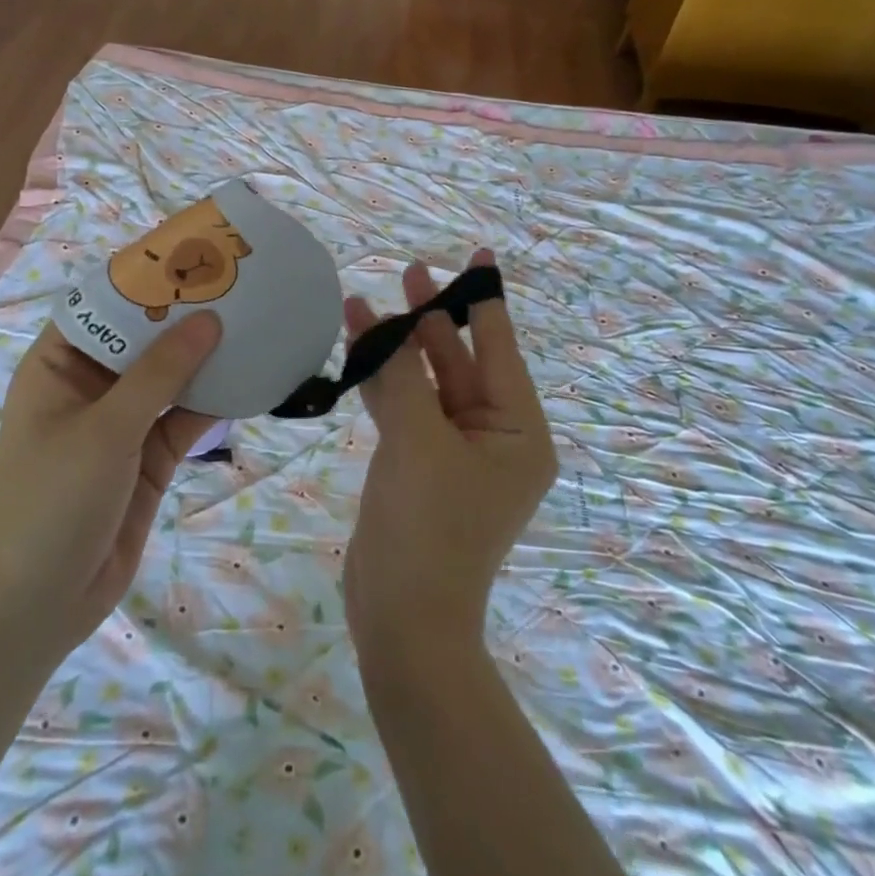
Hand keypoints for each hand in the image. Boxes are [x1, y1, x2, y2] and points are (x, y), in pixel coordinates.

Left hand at [0, 314, 220, 665]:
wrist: (41, 604)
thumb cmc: (53, 502)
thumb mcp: (106, 430)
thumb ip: (159, 374)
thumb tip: (209, 320)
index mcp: (57, 367)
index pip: (101, 306)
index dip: (143, 280)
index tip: (190, 256)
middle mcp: (90, 387)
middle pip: (142, 339)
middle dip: (184, 317)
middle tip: (235, 285)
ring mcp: (122, 423)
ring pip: (169, 377)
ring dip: (205, 357)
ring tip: (253, 320)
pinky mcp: (147, 456)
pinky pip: (184, 417)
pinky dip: (214, 401)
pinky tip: (251, 377)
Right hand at [343, 251, 556, 664]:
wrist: (403, 620)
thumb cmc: (428, 527)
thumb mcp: (417, 441)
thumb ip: (402, 377)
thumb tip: (388, 324)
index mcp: (518, 430)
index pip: (500, 349)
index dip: (484, 300)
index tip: (478, 256)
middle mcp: (495, 436)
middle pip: (460, 361)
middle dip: (431, 319)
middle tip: (408, 271)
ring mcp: (454, 452)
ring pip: (425, 383)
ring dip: (397, 348)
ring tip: (364, 302)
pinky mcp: (419, 465)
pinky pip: (404, 409)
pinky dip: (382, 382)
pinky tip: (356, 348)